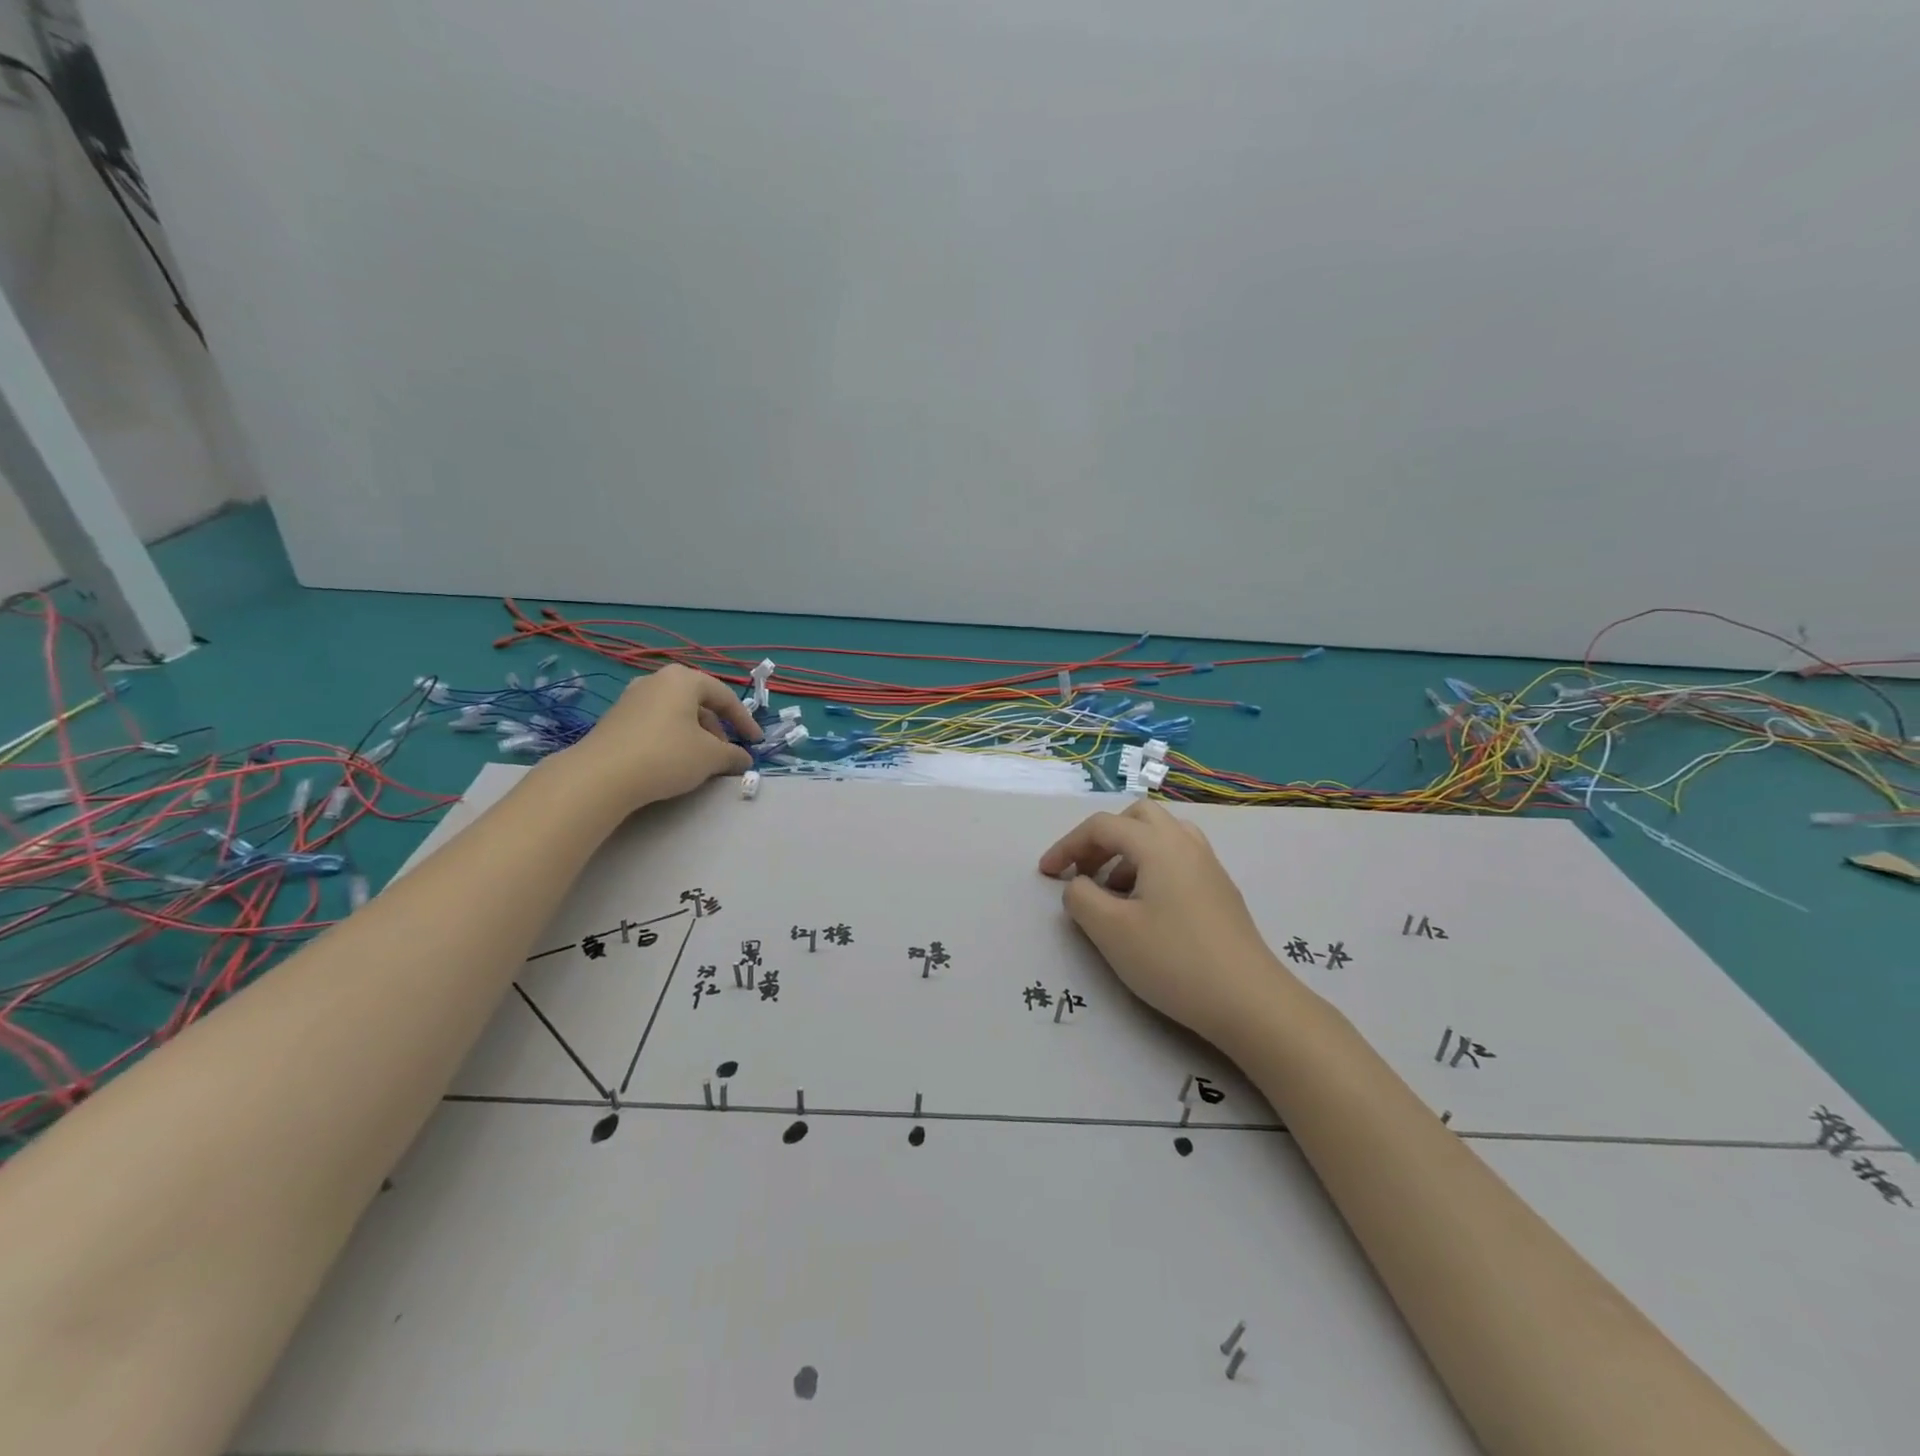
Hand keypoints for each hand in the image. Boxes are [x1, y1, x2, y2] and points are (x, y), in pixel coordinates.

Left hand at [558, 665, 760, 812]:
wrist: (601, 776)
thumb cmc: (666, 755)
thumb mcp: (710, 757)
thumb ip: (733, 755)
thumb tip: (745, 759)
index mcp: (683, 679)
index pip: (725, 696)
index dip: (745, 721)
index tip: (756, 742)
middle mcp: (656, 680)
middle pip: (699, 703)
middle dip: (718, 729)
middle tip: (726, 754)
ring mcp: (632, 698)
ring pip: (676, 714)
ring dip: (695, 735)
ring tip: (701, 761)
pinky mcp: (616, 719)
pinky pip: (656, 723)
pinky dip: (673, 738)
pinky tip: (674, 762)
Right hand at [1039, 799, 1287, 1047]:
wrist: (1250, 1002)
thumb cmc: (1174, 961)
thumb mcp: (1111, 931)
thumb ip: (1081, 898)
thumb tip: (1078, 885)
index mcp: (1158, 845)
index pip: (1102, 826)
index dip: (1068, 845)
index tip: (1046, 874)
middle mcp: (1186, 844)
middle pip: (1136, 818)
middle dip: (1102, 839)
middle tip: (1084, 871)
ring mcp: (1209, 866)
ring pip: (1161, 836)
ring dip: (1128, 852)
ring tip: (1112, 892)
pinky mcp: (1220, 891)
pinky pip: (1178, 858)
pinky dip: (1151, 867)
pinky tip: (1145, 908)